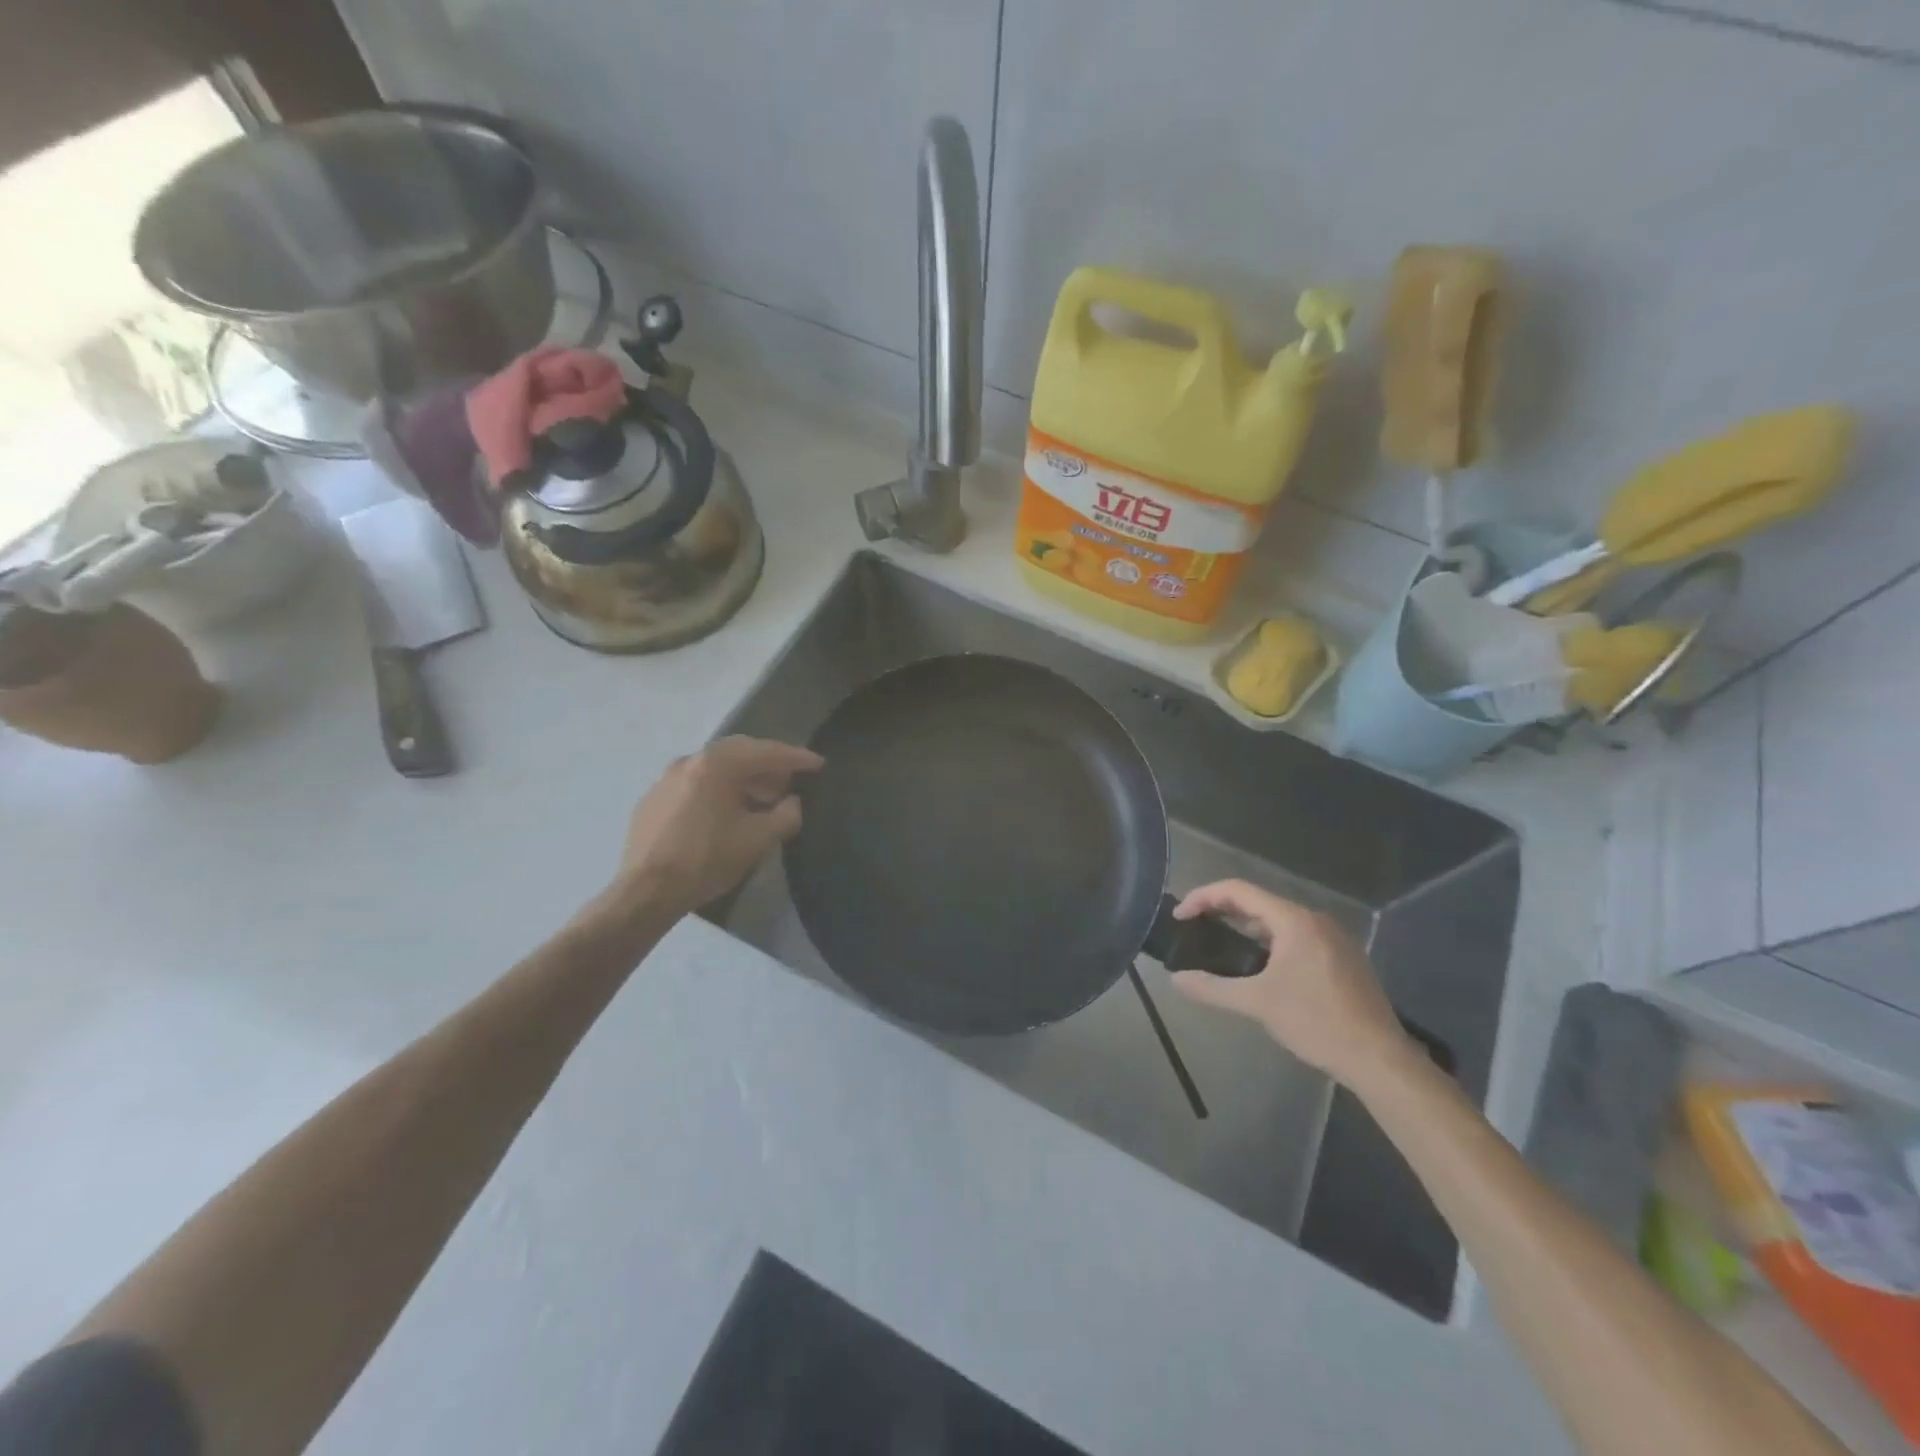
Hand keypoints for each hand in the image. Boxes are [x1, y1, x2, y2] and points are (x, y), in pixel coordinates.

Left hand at [604, 736, 822, 920]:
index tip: (818, 764)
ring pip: (715, 768)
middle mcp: (690, 761)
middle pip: (739, 752)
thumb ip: (785, 815)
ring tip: (763, 799)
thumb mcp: (758, 840)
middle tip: (791, 780)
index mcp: (717, 764)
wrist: (646, 892)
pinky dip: (718, 789)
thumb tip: (793, 803)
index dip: (796, 758)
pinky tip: (726, 812)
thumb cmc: (707, 860)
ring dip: (743, 778)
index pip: (766, 752)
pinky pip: (695, 784)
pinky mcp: (653, 800)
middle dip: (768, 764)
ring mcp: (666, 779)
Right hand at [1168, 879, 1417, 1090]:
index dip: (1203, 897)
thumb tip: (1176, 980)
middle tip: (1194, 930)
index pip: (1238, 890)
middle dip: (1221, 912)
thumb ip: (1213, 988)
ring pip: (1277, 921)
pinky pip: (1295, 938)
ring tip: (1219, 947)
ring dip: (1245, 928)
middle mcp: (1314, 920)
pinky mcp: (1342, 958)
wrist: (1380, 1059)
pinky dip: (1268, 943)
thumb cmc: (1317, 1022)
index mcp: (1294, 920)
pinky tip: (1258, 968)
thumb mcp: (1258, 1004)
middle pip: (1258, 902)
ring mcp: (1332, 938)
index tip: (1180, 917)